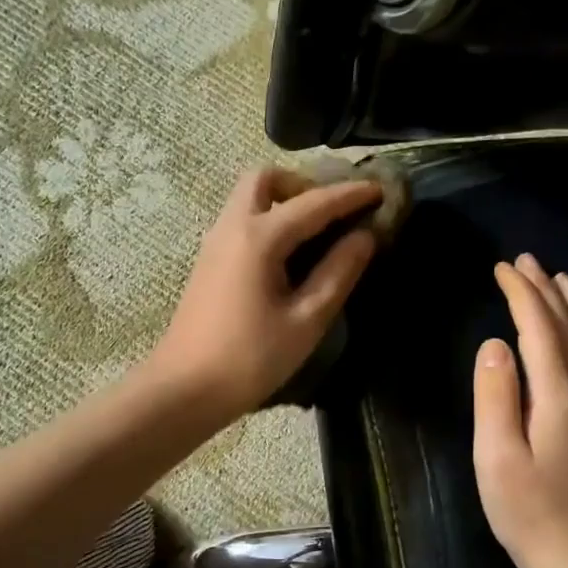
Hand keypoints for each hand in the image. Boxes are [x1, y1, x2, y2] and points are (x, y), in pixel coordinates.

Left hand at [151, 166, 382, 418]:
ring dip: (284, 200)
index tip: (382, 189)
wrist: (185, 388)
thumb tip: (365, 237)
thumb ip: (338, 272)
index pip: (314, 203)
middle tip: (333, 212)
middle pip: (266, 179)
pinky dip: (268, 218)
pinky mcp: (208, 261)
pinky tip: (289, 253)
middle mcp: (232, 227)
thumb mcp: (306, 320)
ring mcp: (215, 243)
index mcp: (259, 238)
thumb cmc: (250, 359)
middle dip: (304, 184)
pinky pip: (241, 220)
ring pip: (248, 197)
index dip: (351, 195)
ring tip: (317, 231)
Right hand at [472, 254, 567, 567]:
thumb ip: (495, 397)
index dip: (521, 294)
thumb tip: (495, 345)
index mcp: (558, 397)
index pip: (539, 329)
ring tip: (564, 280)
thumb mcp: (495, 458)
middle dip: (548, 289)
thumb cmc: (528, 512)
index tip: (502, 269)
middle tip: (527, 262)